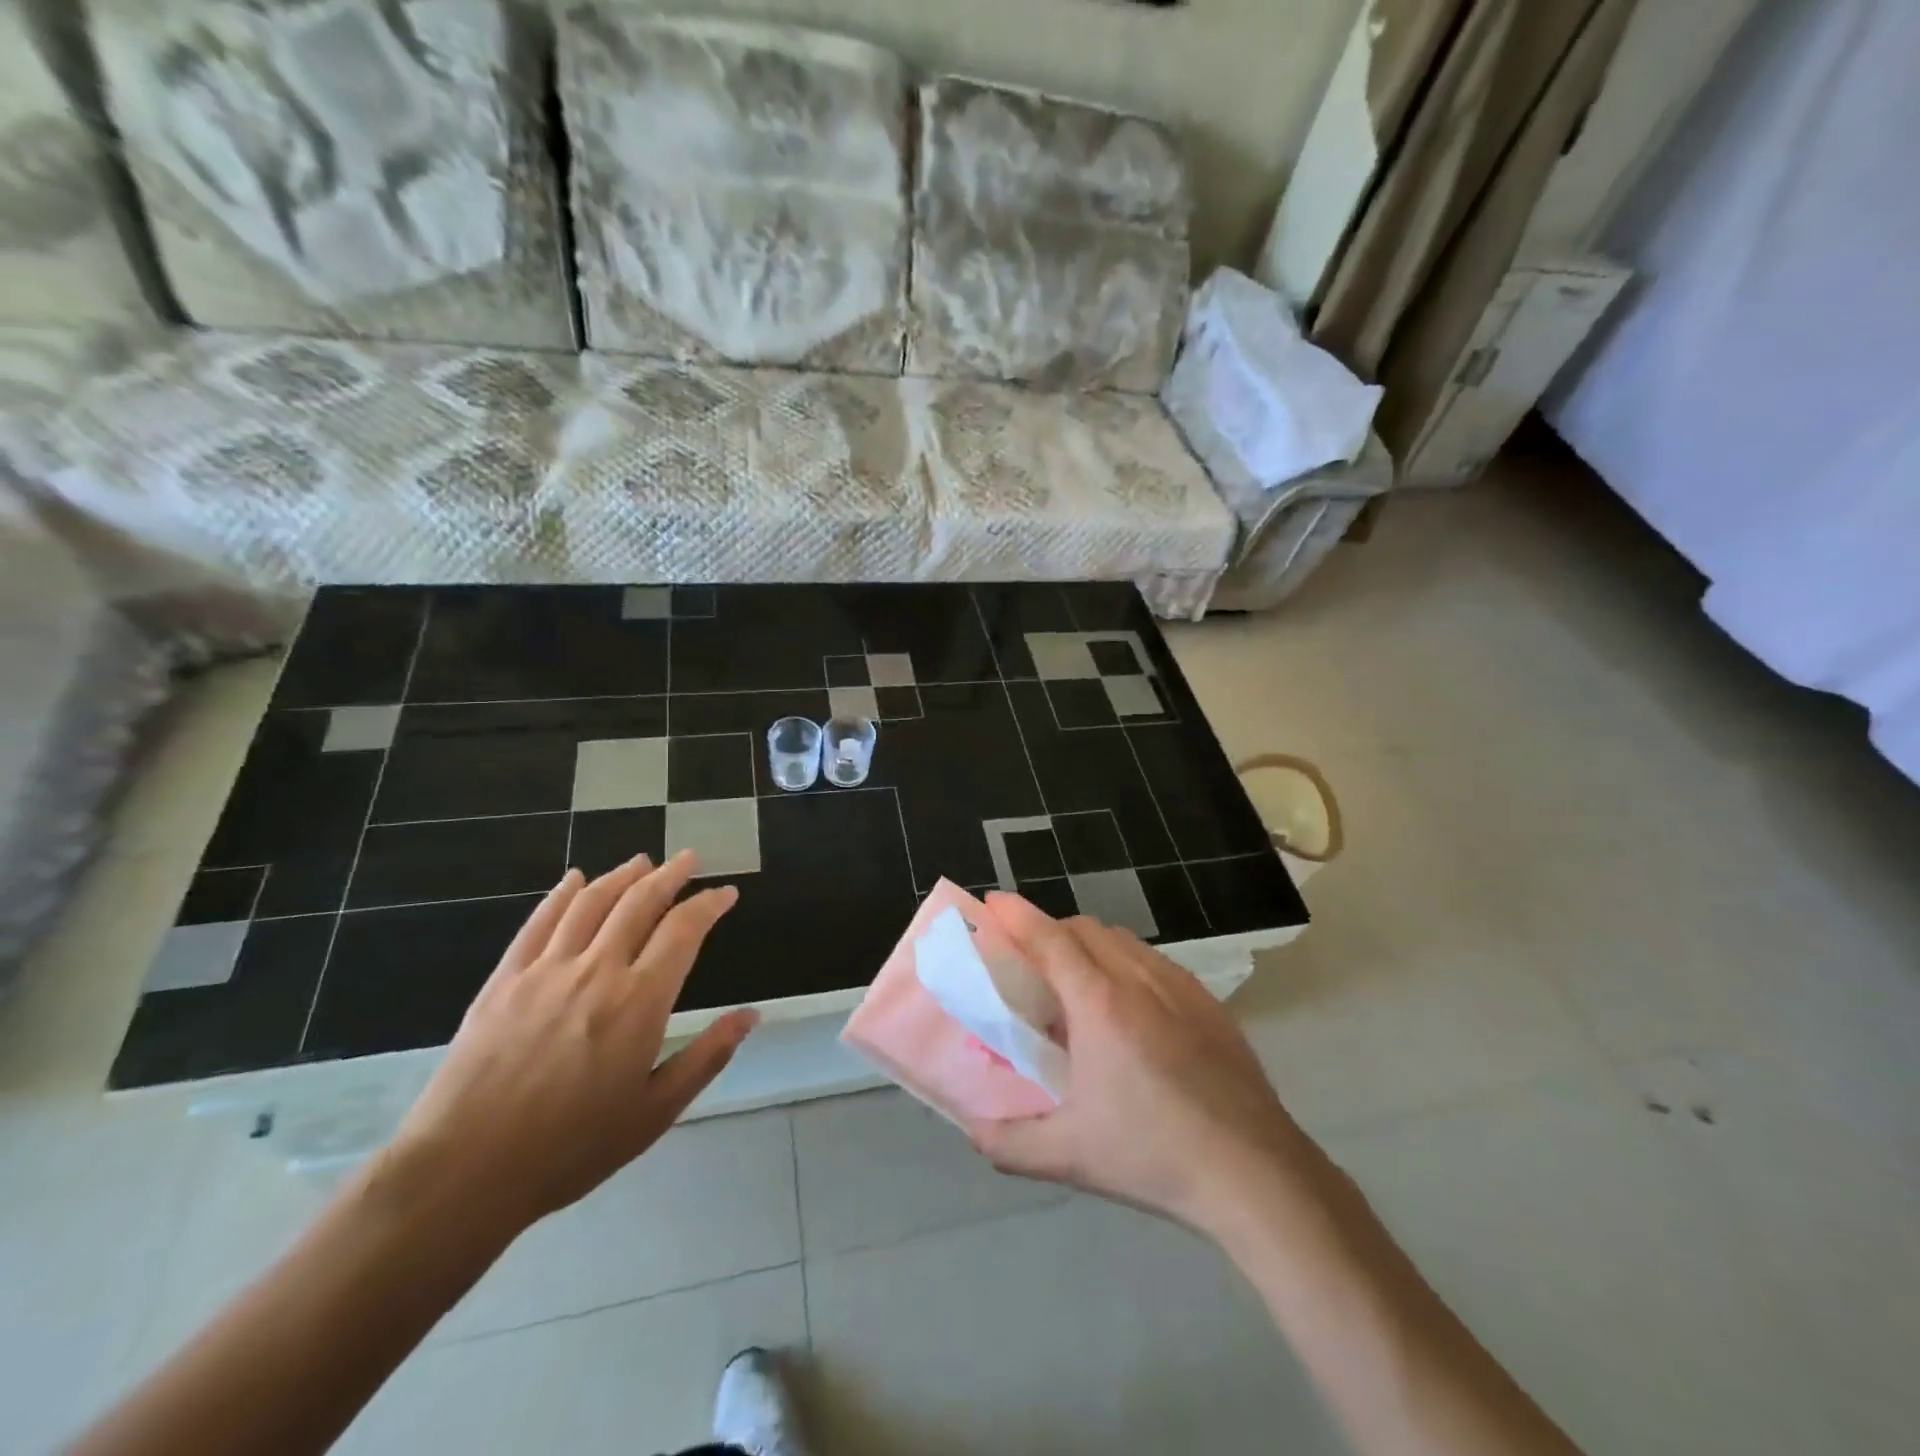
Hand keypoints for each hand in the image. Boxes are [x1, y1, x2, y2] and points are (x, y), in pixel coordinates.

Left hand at [381, 851, 757, 1241]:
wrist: (463, 1172)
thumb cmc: (571, 1148)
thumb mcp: (655, 1112)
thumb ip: (707, 1057)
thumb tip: (751, 1015)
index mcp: (639, 1001)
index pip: (683, 930)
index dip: (708, 904)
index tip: (726, 893)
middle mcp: (597, 970)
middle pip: (639, 902)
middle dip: (670, 875)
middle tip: (689, 859)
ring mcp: (546, 970)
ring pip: (591, 902)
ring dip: (621, 875)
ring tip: (642, 861)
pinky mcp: (504, 980)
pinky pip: (538, 922)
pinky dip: (561, 894)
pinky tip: (573, 879)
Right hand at [966, 893, 1316, 1238]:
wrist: (1254, 1173)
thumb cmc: (1153, 1156)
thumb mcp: (1069, 1157)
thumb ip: (1008, 1143)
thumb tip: (973, 1131)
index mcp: (1098, 1004)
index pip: (1049, 938)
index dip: (1017, 915)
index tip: (993, 902)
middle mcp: (1137, 979)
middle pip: (1084, 929)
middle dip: (1050, 931)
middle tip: (1029, 964)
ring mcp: (1180, 987)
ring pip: (1122, 940)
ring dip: (1089, 945)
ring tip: (1077, 984)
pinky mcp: (1209, 1003)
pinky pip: (1154, 961)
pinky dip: (1126, 962)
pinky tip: (1131, 1006)